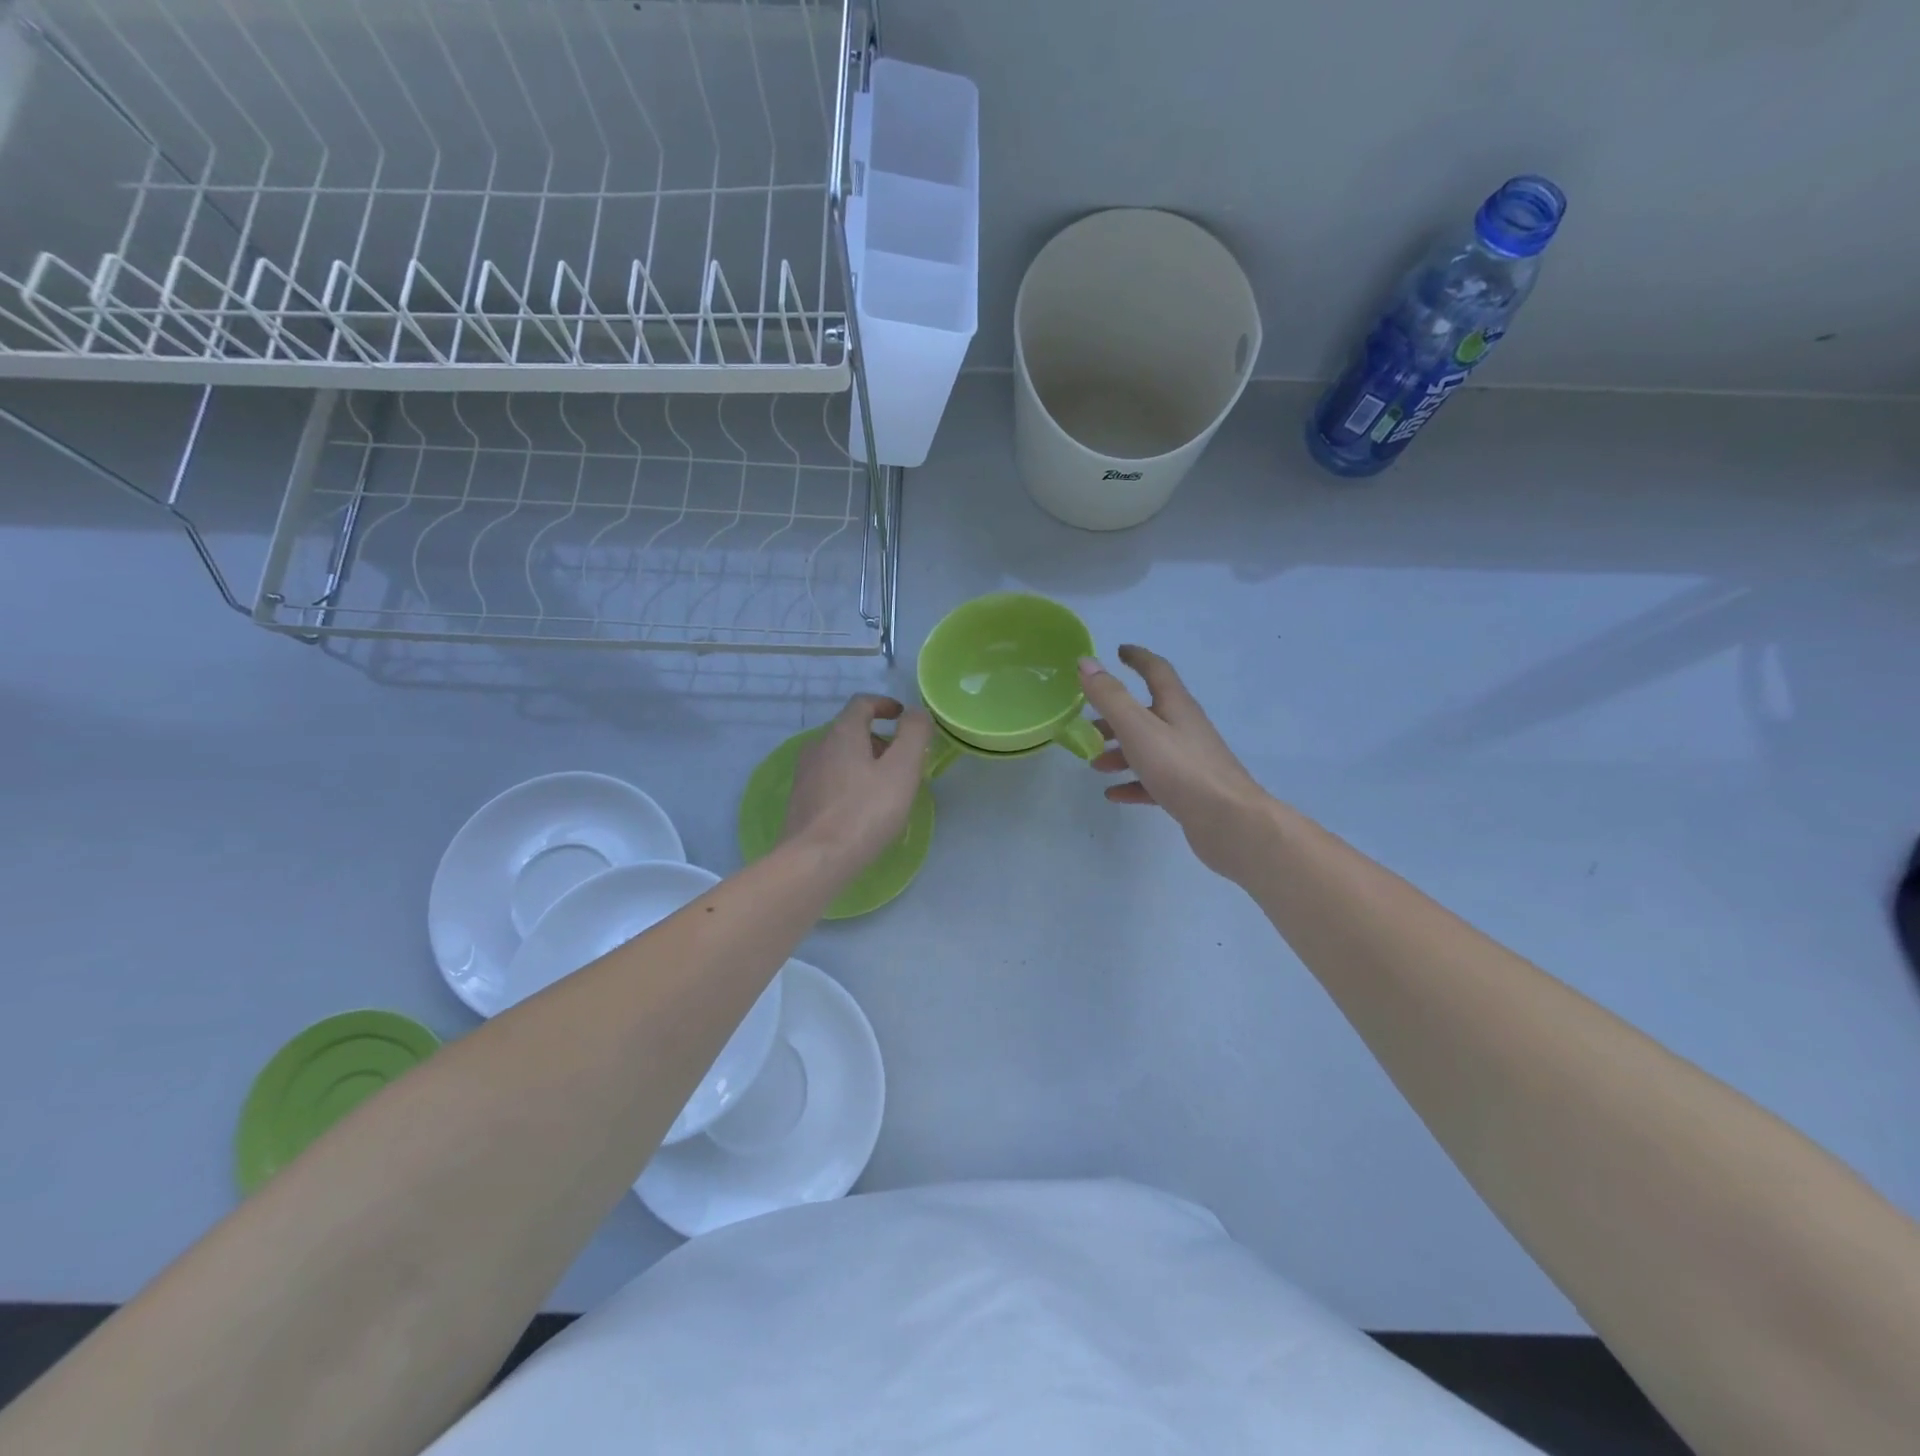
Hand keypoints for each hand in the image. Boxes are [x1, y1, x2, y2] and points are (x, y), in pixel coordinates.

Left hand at [781, 694, 931, 873]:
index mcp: (842, 732)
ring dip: (863, 762)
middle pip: (851, 730)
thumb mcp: (902, 769)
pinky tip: (861, 808)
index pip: (862, 703)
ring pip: (839, 756)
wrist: (815, 859)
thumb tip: (916, 713)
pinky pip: (829, 779)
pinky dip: (849, 782)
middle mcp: (818, 746)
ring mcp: (805, 774)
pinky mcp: (800, 800)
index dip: (885, 704)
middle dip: (879, 739)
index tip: (902, 717)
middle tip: (902, 762)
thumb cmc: (865, 811)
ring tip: (885, 787)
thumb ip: (913, 734)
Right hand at [1078, 645, 1273, 879]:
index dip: (1137, 658)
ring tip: (1095, 764)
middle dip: (1116, 715)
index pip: (1156, 671)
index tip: (1119, 652)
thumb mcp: (1138, 728)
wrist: (1229, 821)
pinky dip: (1132, 783)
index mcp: (1175, 706)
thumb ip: (1110, 697)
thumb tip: (1086, 662)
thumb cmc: (1181, 768)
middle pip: (1147, 713)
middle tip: (1088, 724)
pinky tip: (1114, 794)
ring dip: (1119, 752)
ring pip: (1148, 748)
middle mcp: (1184, 727)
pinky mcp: (1188, 790)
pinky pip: (1153, 781)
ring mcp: (1188, 760)